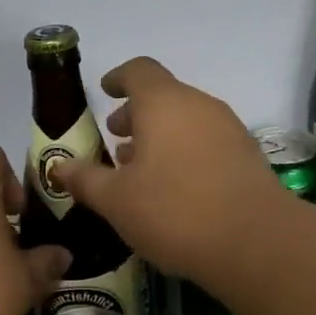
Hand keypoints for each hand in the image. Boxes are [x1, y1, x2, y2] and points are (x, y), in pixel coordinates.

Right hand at [58, 58, 288, 278]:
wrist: (257, 243)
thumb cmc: (175, 211)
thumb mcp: (116, 200)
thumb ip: (85, 179)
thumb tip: (58, 167)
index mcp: (164, 103)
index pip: (139, 71)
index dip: (118, 78)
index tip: (105, 92)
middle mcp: (200, 105)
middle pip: (164, 96)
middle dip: (137, 115)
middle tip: (116, 140)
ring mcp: (229, 129)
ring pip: (187, 120)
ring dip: (161, 136)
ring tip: (140, 169)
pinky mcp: (248, 156)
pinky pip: (207, 141)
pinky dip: (185, 152)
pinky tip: (175, 188)